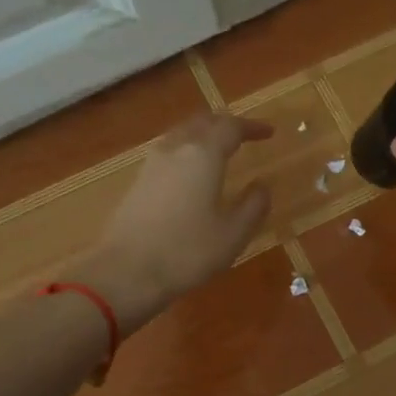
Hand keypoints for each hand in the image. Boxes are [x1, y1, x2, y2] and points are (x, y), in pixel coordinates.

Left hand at [81, 112, 271, 329]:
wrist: (126, 272)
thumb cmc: (187, 252)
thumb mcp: (233, 234)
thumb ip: (253, 206)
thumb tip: (262, 186)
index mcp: (203, 155)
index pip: (231, 127)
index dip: (252, 127)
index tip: (269, 133)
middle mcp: (176, 149)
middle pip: (202, 123)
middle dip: (225, 125)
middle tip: (244, 135)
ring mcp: (152, 164)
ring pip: (181, 135)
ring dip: (203, 136)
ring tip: (219, 150)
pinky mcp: (137, 182)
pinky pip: (168, 152)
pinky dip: (186, 151)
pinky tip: (191, 172)